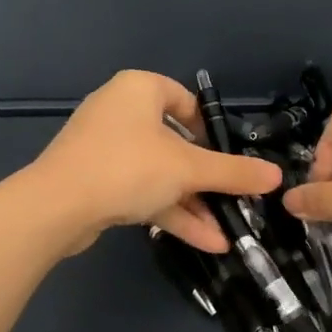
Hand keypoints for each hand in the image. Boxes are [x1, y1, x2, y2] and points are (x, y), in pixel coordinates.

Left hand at [29, 70, 281, 253]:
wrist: (56, 206)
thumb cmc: (128, 167)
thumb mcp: (188, 169)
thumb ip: (233, 173)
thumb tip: (276, 177)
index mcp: (139, 90)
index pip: (184, 100)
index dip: (211, 129)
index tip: (229, 157)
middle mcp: (120, 112)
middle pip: (175, 143)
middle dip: (207, 179)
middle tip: (235, 200)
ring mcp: (105, 149)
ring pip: (160, 173)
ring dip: (193, 203)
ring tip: (228, 233)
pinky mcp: (96, 181)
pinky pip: (141, 191)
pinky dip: (170, 212)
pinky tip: (206, 242)